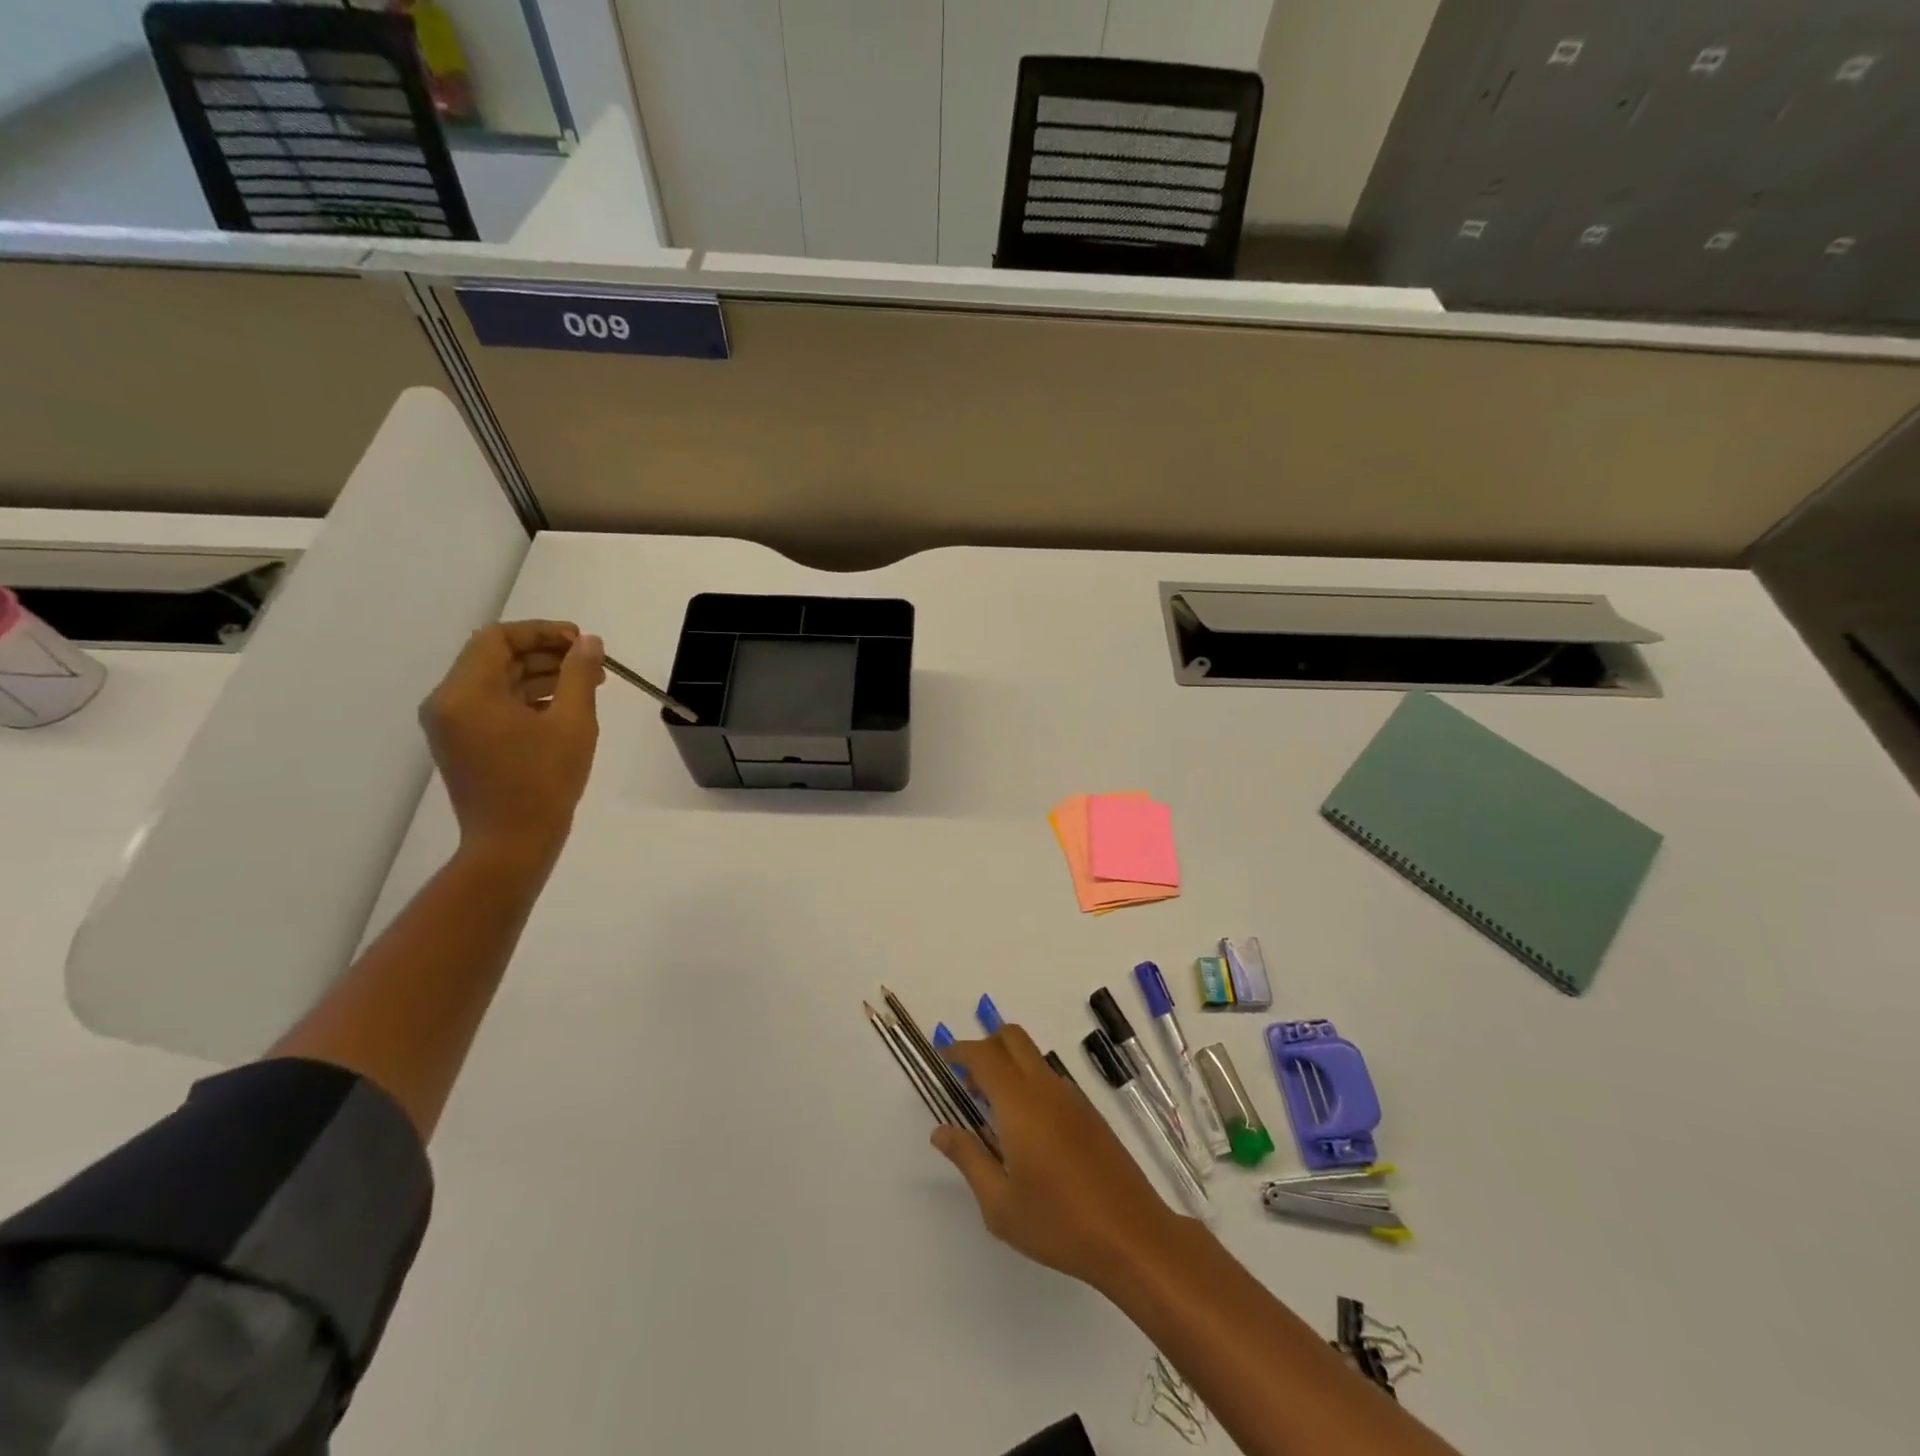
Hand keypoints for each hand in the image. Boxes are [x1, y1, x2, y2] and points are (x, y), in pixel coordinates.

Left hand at [419, 621, 604, 861]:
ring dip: (540, 676)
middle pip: (496, 657)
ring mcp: (452, 724)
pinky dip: (527, 698)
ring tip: (587, 686)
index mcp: (466, 692)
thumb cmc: (544, 781)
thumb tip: (589, 642)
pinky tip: (564, 708)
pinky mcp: (462, 743)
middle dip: (546, 654)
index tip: (582, 643)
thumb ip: (579, 674)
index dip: (542, 632)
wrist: (512, 844)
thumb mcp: (572, 722)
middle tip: (591, 664)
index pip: (498, 638)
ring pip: (497, 681)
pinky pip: (494, 705)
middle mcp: (448, 702)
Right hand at [935, 1025, 1187, 1289]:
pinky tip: (1025, 1129)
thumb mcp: (1000, 1205)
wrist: (1133, 1236)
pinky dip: (1028, 1083)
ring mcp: (1072, 1097)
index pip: (984, 1056)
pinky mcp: (1090, 1113)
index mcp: (1020, 1103)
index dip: (960, 1051)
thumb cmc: (1059, 1224)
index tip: (943, 1060)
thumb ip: (968, 1159)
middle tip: (967, 1081)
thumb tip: (941, 1131)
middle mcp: (1046, 1088)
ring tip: (992, 1109)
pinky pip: (1050, 1079)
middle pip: (1012, 1038)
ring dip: (1008, 1065)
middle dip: (985, 1046)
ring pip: (1033, 1057)